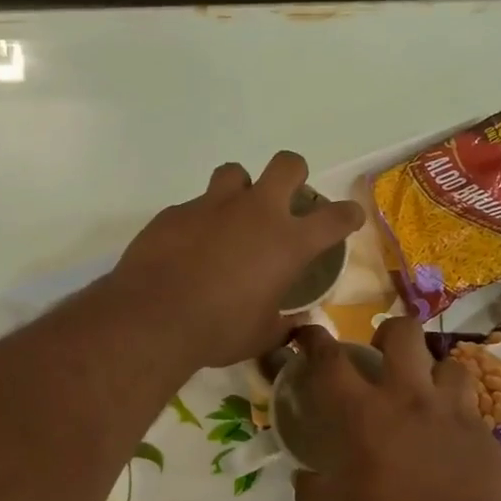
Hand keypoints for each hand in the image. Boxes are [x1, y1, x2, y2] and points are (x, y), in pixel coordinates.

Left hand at [109, 153, 364, 367]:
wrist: (153, 318)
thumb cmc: (218, 331)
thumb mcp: (262, 335)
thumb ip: (284, 325)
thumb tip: (297, 324)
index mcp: (288, 243)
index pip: (335, 218)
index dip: (347, 215)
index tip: (348, 218)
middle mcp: (256, 212)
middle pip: (288, 165)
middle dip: (294, 176)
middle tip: (286, 200)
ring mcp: (213, 205)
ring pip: (235, 173)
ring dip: (240, 190)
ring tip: (232, 218)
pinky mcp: (176, 211)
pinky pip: (195, 205)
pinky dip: (200, 221)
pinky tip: (190, 248)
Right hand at [292, 317, 500, 500]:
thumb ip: (312, 484)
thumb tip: (306, 473)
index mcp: (363, 414)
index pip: (330, 358)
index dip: (314, 339)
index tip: (308, 336)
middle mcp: (410, 399)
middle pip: (403, 333)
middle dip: (387, 334)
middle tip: (382, 357)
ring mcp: (454, 414)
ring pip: (449, 364)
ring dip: (432, 374)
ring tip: (426, 397)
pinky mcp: (486, 436)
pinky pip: (471, 407)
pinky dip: (456, 413)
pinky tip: (450, 438)